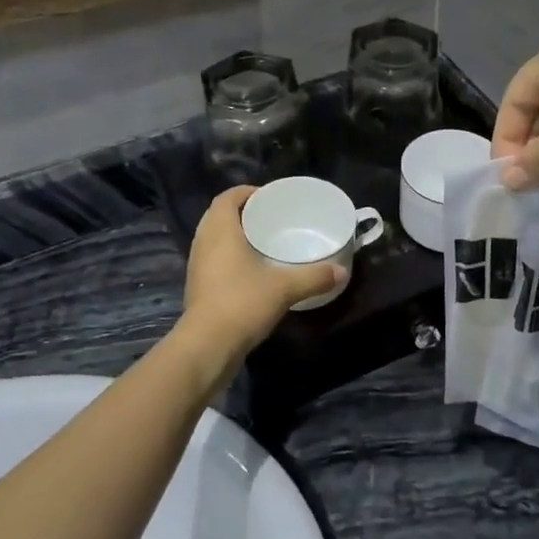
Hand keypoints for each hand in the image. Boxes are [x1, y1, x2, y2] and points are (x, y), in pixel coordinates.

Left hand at [177, 186, 344, 368]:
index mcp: (220, 230)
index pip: (227, 197)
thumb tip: (341, 271)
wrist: (207, 346)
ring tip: (263, 242)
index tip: (269, 197)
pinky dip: (229, 257)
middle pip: (219, 215)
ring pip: (214, 238)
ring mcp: (197, 265)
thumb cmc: (243, 303)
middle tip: (270, 218)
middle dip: (243, 213)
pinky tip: (251, 271)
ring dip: (234, 235)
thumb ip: (314, 277)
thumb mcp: (285, 288)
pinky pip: (213, 259)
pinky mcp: (198, 287)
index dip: (246, 192)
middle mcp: (203, 242)